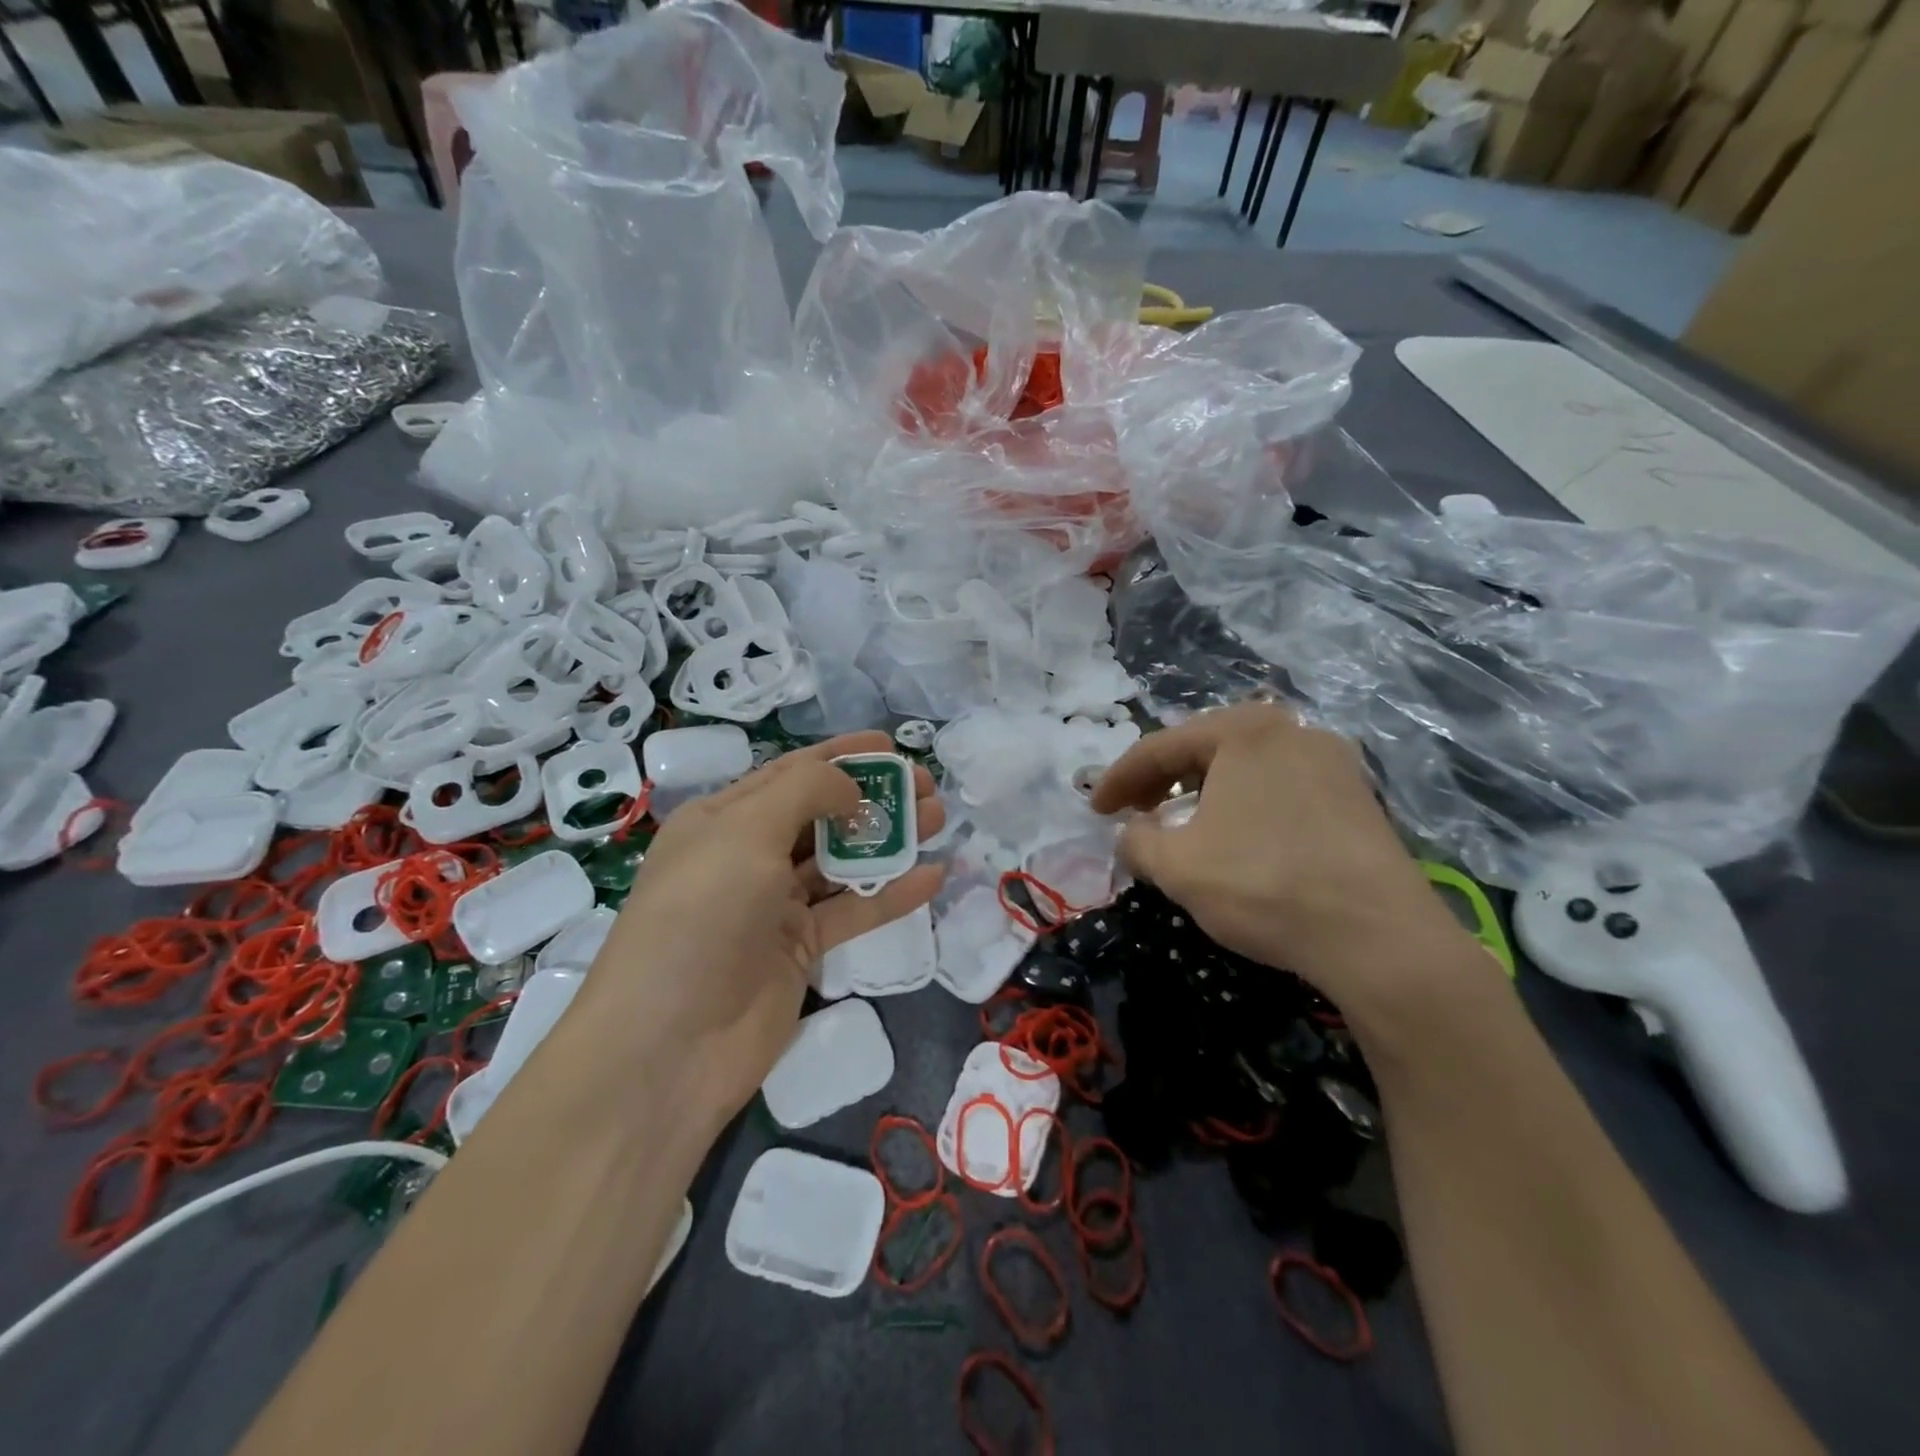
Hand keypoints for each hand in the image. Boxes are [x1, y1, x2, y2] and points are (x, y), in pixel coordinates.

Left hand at [580, 732, 944, 1126]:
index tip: (891, 746)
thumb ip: (804, 792)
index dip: (841, 756)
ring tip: (939, 820)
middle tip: (927, 787)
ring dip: (889, 840)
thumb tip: (851, 788)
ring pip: (842, 861)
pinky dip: (891, 894)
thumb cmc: (700, 917)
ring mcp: (775, 907)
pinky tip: (932, 877)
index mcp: (723, 820)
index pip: (790, 773)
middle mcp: (748, 857)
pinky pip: (852, 912)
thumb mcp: (745, 833)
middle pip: (822, 814)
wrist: (669, 1046)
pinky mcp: (800, 951)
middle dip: (874, 796)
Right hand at [1089, 703, 1473, 1017]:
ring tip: (1179, 824)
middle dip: (1161, 780)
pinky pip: (1279, 787)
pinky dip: (1243, 805)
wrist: (1378, 937)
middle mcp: (1291, 730)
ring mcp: (1332, 760)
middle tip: (1132, 812)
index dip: (1118, 779)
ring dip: (1202, 792)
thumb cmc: (1264, 885)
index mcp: (1244, 730)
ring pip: (1244, 767)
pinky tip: (1235, 837)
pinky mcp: (1357, 796)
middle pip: (1204, 748)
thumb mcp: (1178, 866)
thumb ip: (1137, 840)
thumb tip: (1131, 833)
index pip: (1160, 747)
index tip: (1094, 810)